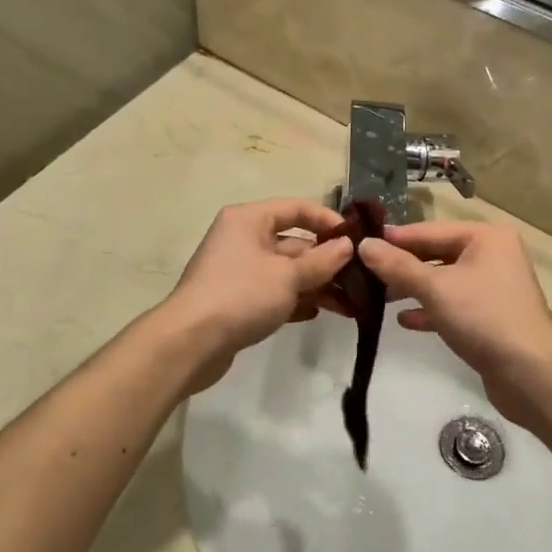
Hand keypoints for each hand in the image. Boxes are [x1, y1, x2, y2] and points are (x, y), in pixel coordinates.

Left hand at [156, 198, 352, 393]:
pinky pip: (274, 292)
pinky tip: (318, 313)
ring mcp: (239, 270)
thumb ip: (322, 261)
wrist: (190, 343)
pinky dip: (295, 300)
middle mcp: (243, 238)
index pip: (297, 208)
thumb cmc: (241, 296)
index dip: (329, 221)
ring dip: (317, 284)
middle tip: (361, 280)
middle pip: (294, 242)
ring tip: (349, 305)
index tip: (358, 240)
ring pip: (286, 271)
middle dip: (327, 261)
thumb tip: (347, 246)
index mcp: (249, 219)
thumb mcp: (288, 276)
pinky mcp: (237, 299)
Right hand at [355, 222, 551, 427]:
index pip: (429, 230)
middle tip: (363, 274)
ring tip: (378, 298)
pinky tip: (404, 321)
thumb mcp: (434, 288)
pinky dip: (430, 309)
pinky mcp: (490, 315)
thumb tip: (363, 245)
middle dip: (401, 266)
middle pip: (436, 253)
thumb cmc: (482, 317)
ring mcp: (492, 286)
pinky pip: (453, 304)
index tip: (359, 244)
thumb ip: (397, 266)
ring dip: (412, 288)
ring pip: (443, 280)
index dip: (394, 239)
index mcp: (485, 237)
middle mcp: (492, 255)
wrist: (530, 373)